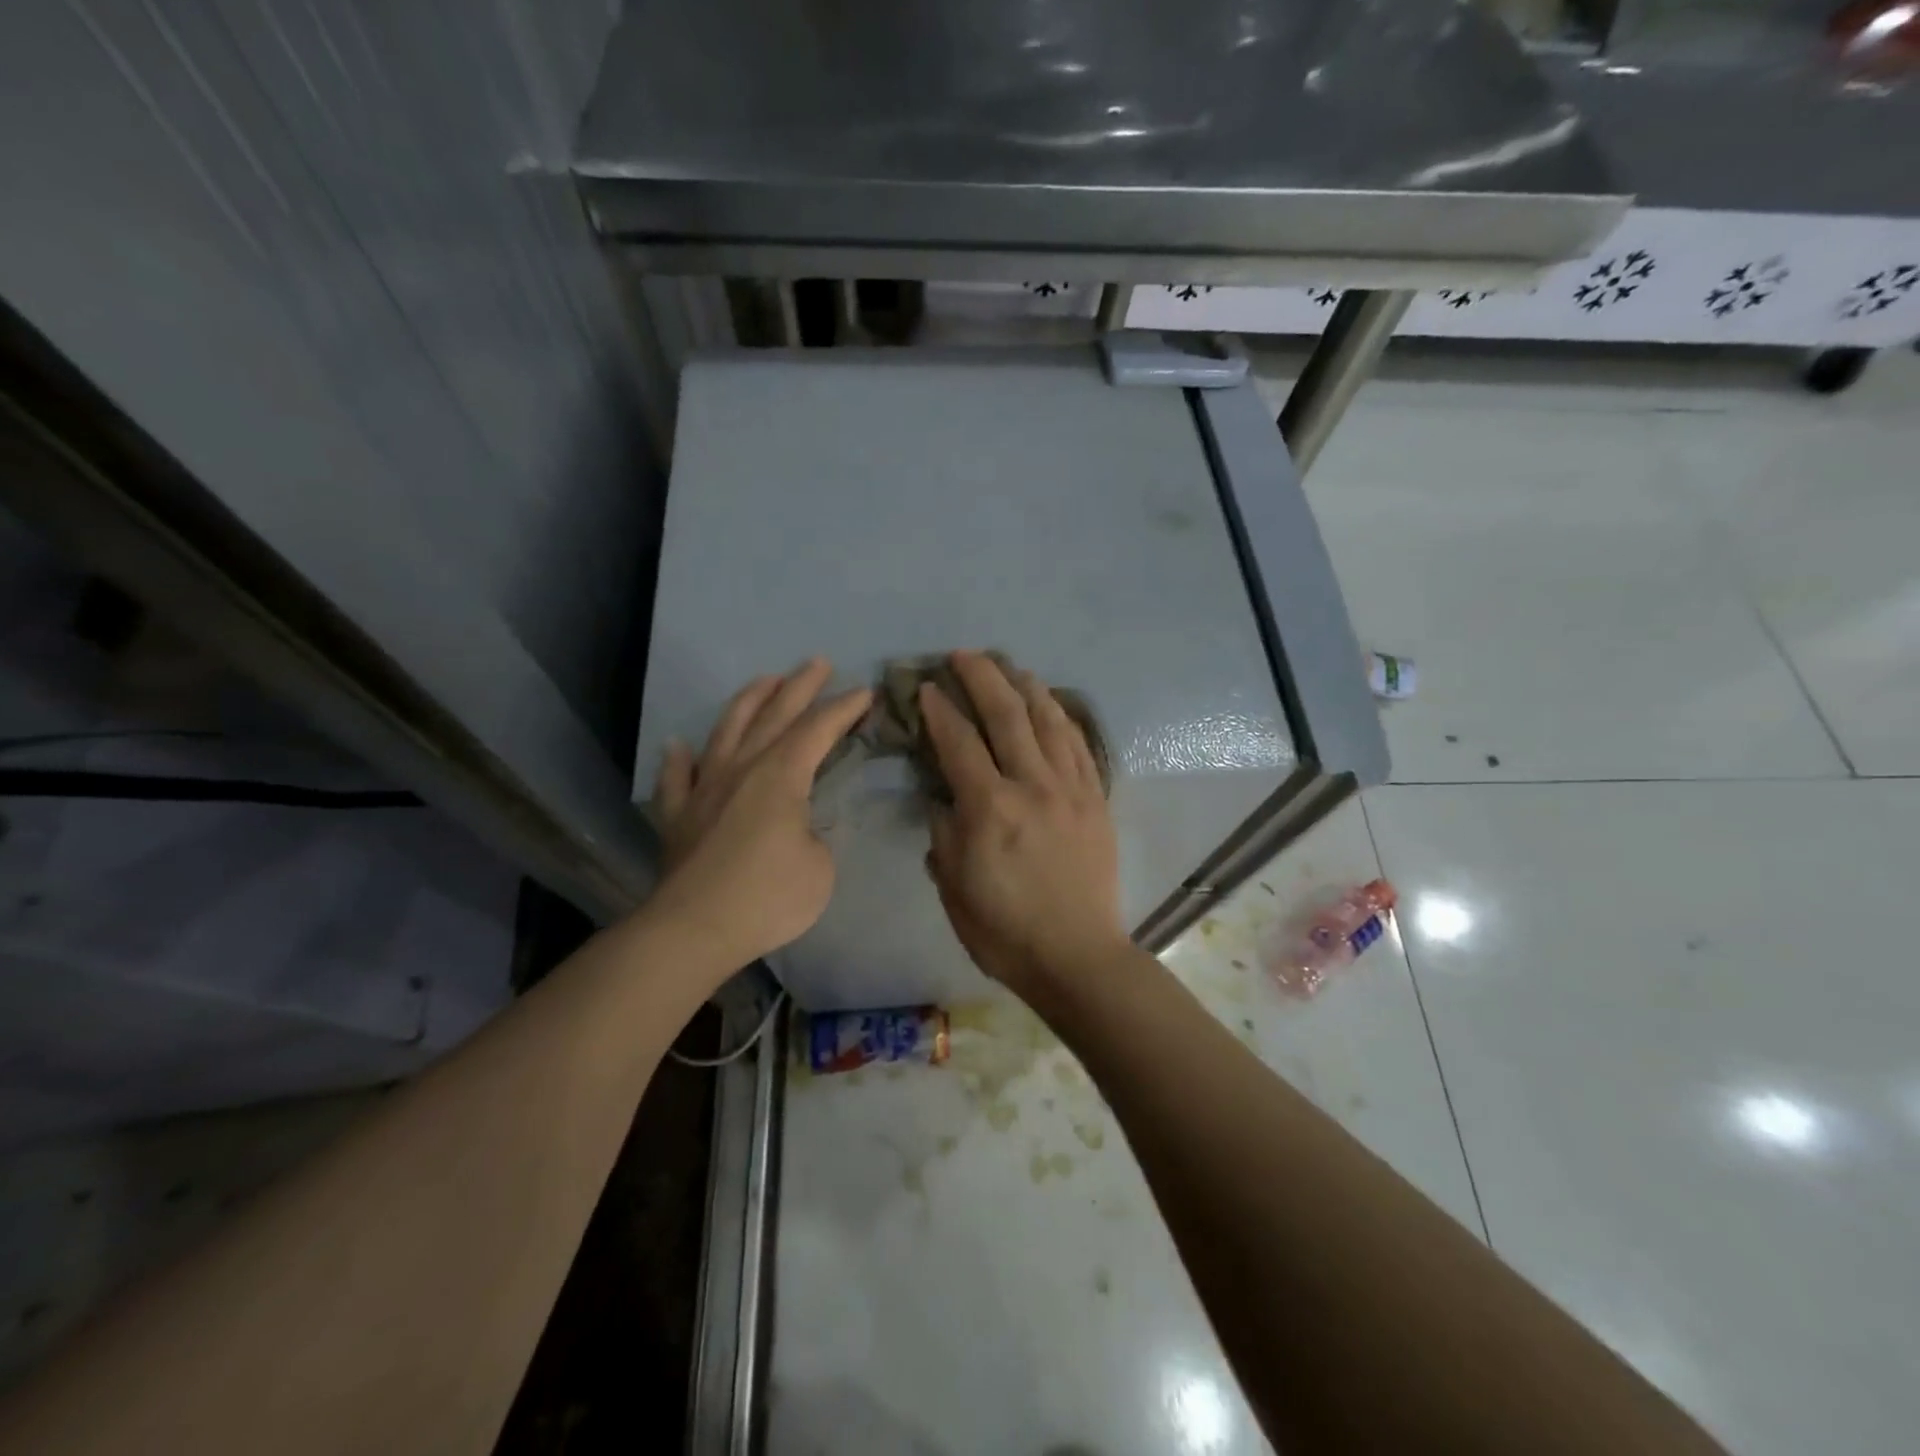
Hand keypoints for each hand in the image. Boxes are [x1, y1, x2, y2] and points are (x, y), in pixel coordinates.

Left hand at [649, 659, 871, 972]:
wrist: (694, 929)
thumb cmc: (768, 897)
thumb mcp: (820, 868)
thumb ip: (814, 835)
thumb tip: (797, 827)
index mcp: (781, 776)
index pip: (818, 729)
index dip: (844, 708)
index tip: (866, 691)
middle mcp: (742, 769)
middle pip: (774, 716)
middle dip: (800, 686)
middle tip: (817, 662)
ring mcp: (705, 788)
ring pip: (726, 731)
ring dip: (748, 701)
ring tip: (764, 680)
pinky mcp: (678, 816)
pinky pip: (677, 778)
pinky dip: (678, 760)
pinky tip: (679, 746)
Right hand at [921, 651, 1127, 994]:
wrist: (1077, 956)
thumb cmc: (1004, 930)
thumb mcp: (953, 885)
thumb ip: (944, 831)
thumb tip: (944, 794)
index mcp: (990, 808)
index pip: (959, 742)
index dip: (940, 709)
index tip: (928, 687)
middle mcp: (1033, 786)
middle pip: (1006, 714)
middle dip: (982, 676)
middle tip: (963, 655)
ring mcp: (1070, 789)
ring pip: (1048, 720)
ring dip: (1025, 686)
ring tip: (1009, 666)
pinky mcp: (1095, 800)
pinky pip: (1079, 745)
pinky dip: (1061, 717)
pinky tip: (1050, 705)